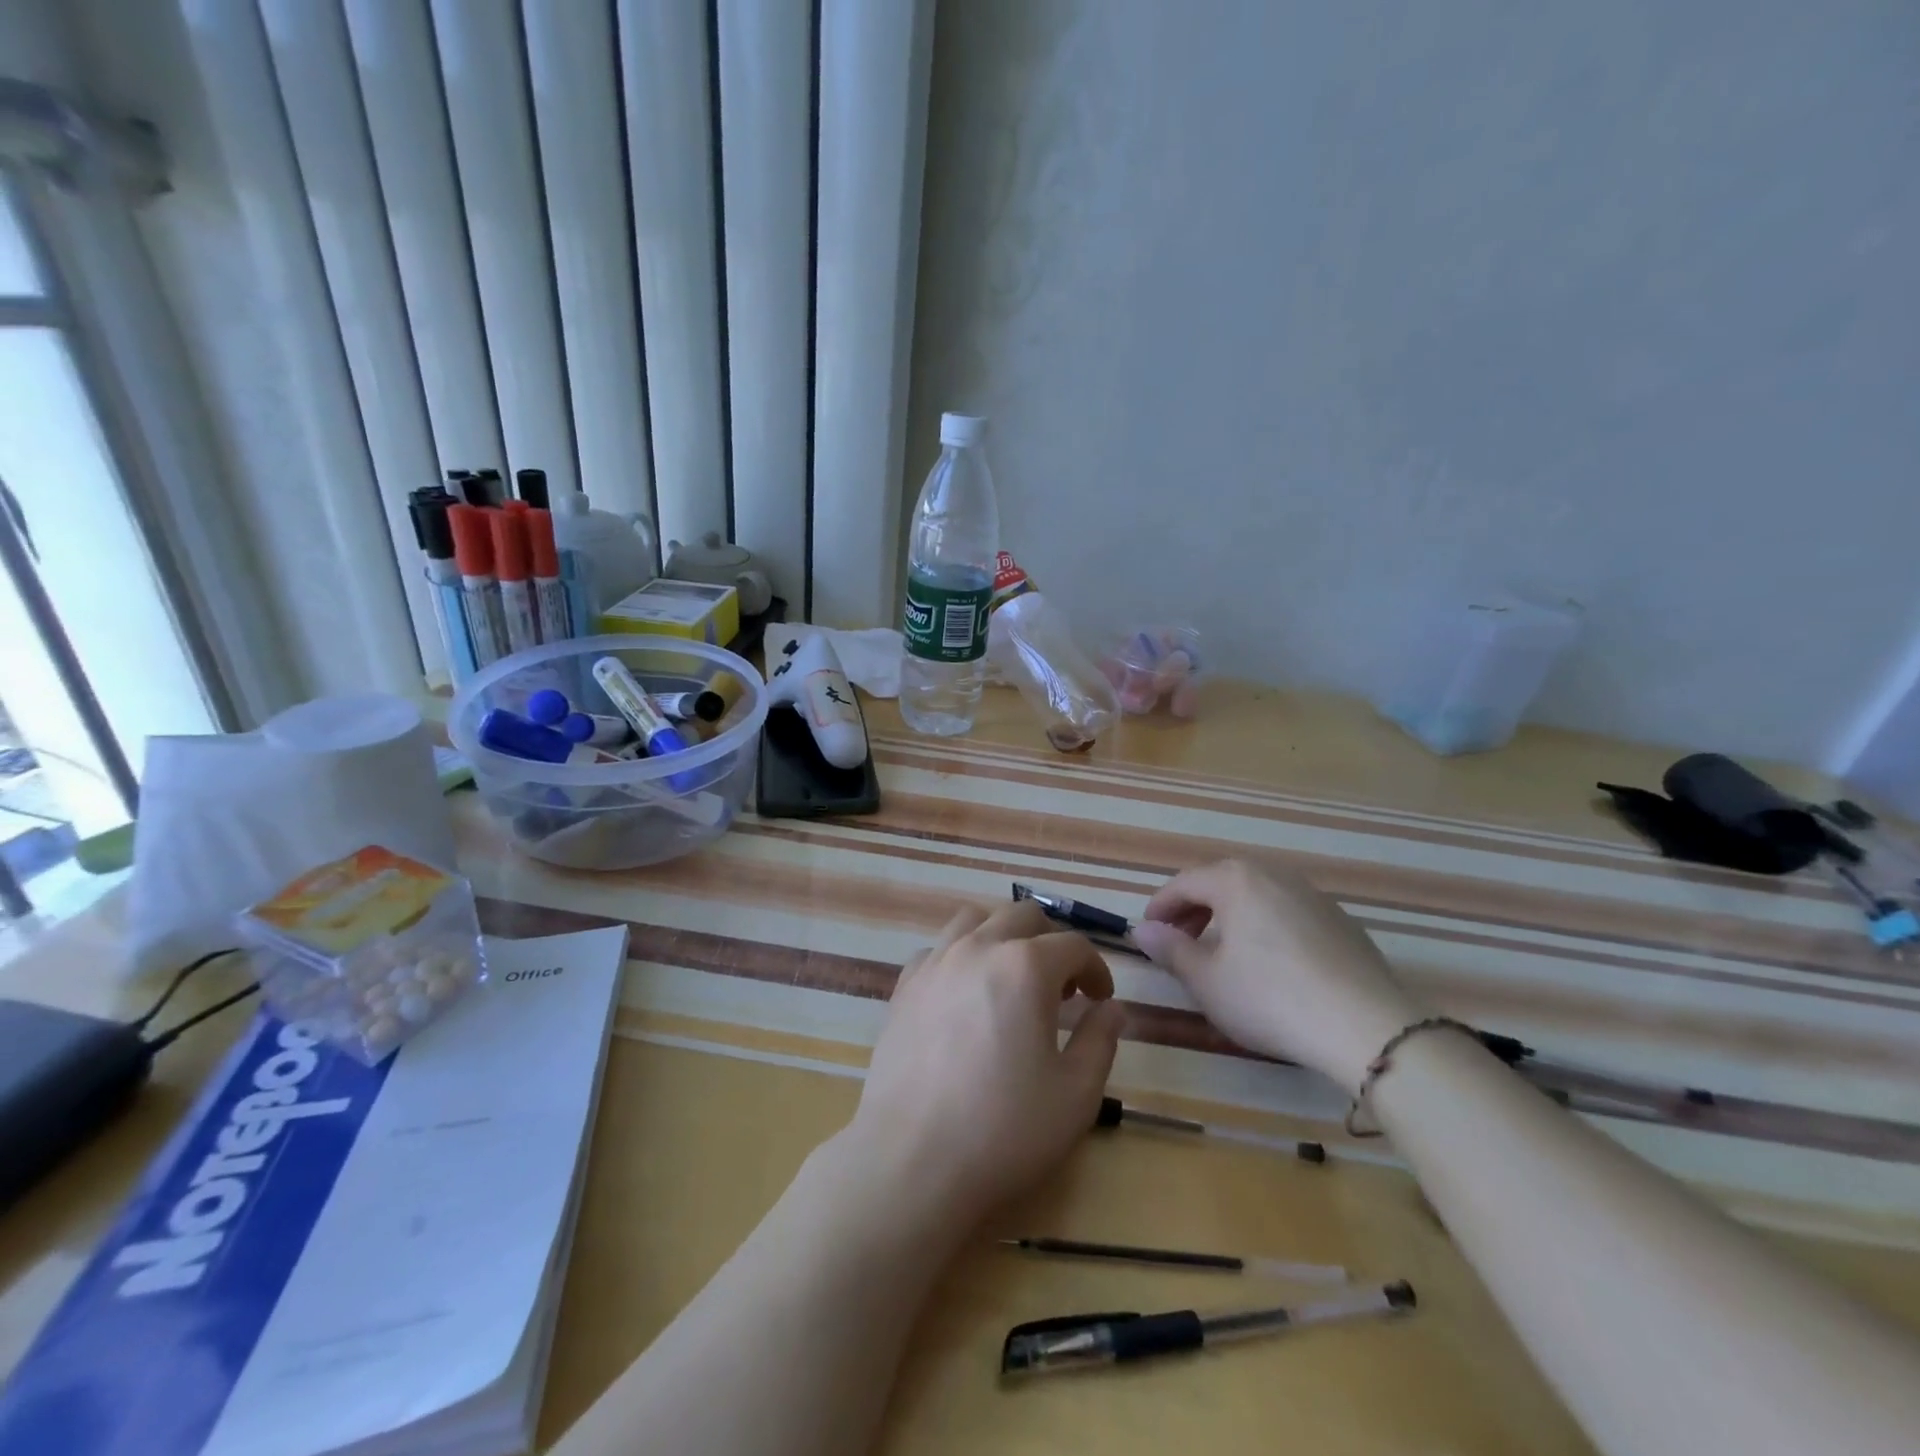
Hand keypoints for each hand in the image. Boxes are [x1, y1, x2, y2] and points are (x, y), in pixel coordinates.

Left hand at [843, 900, 1124, 1240]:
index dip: (1096, 968)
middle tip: (1061, 988)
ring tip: (1011, 978)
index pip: (1073, 945)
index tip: (1100, 999)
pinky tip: (964, 995)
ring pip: (974, 919)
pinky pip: (937, 948)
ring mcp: (935, 962)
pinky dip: (960, 956)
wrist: (912, 1159)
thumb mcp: (1076, 1094)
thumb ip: (1100, 1040)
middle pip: (1023, 916)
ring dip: (1002, 936)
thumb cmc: (1004, 1129)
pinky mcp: (904, 986)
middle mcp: (978, 948)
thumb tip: (1110, 1008)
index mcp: (1025, 967)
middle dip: (1051, 942)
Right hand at [1131, 859, 1420, 1093]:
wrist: (1366, 1026)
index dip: (1160, 907)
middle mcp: (1275, 875)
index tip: (1147, 933)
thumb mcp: (1207, 980)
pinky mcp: (1342, 922)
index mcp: (1236, 880)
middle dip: (1194, 910)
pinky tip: (1271, 965)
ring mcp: (1313, 896)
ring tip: (1222, 953)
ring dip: (1230, 917)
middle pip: (1221, 883)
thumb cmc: (1269, 998)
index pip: (1184, 883)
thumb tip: (1142, 930)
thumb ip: (1170, 950)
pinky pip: (1288, 913)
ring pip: (1257, 896)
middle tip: (1180, 942)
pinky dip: (1265, 927)